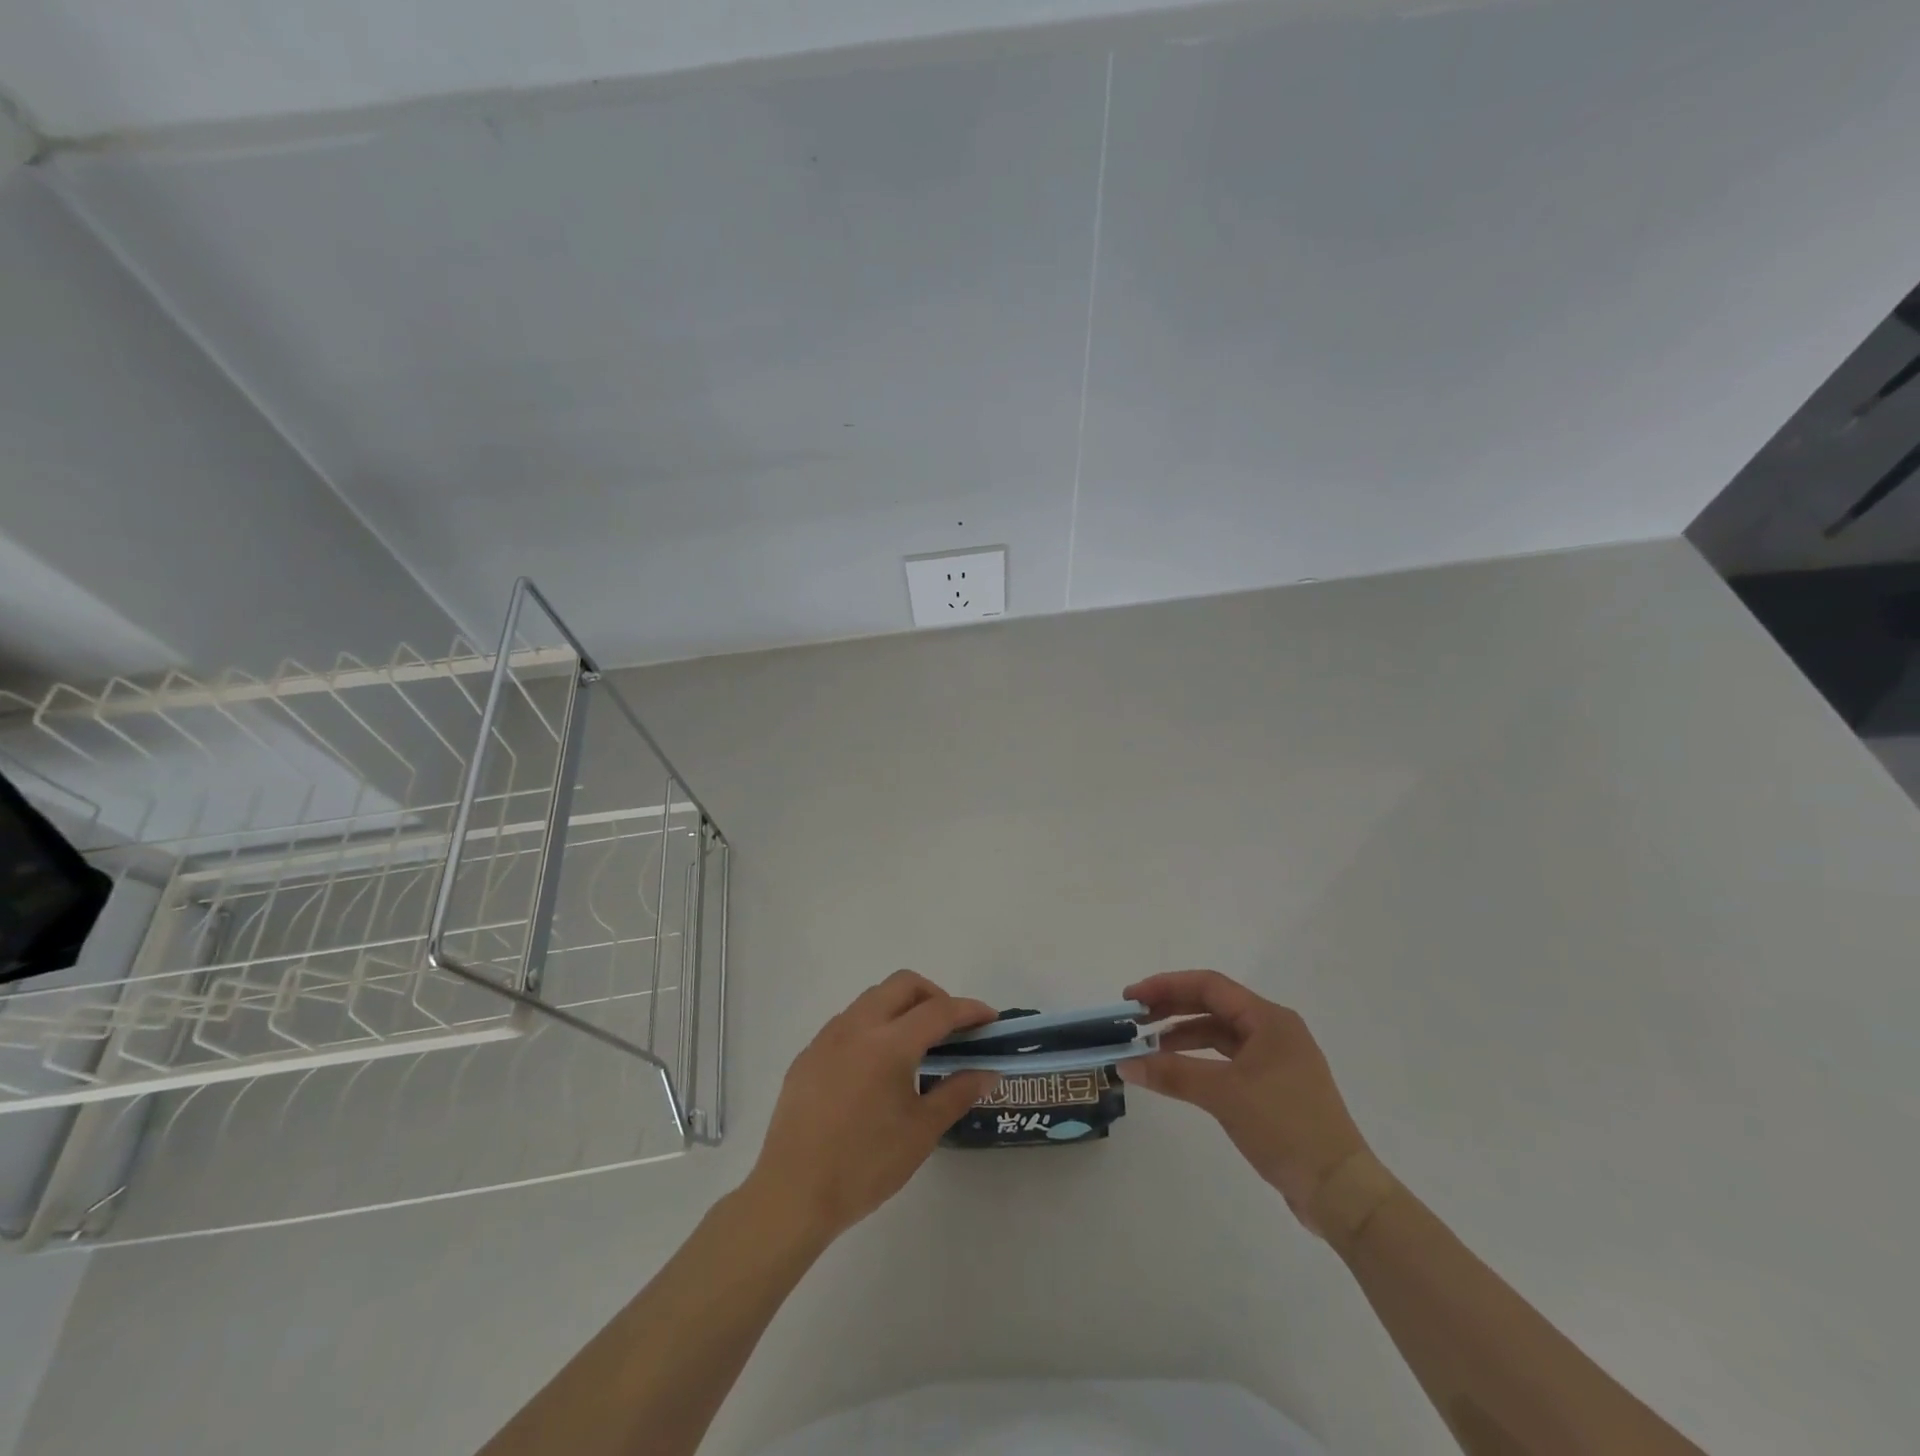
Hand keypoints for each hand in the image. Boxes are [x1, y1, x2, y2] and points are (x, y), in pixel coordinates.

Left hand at [746, 971, 999, 1242]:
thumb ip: (957, 1093)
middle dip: (934, 995)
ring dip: (901, 1006)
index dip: (969, 1010)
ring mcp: (827, 1037)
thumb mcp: (921, 1132)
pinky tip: (876, 1065)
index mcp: (889, 1044)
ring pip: (872, 998)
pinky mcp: (808, 1054)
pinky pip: (848, 1021)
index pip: (939, 1010)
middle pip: (903, 985)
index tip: (990, 1018)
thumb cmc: (864, 1165)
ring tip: (916, 1044)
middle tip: (952, 1027)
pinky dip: (873, 1025)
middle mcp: (857, 1027)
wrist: (792, 1194)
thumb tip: (987, 1072)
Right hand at [1120, 970, 1369, 1227]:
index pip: (1209, 986)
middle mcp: (1274, 1030)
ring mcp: (1276, 1060)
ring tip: (1148, 1048)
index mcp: (1269, 1019)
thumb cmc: (1285, 1127)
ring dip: (1183, 1036)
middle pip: (1213, 1006)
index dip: (1166, 986)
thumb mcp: (1223, 1095)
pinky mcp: (1275, 1087)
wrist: (1341, 1190)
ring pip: (1220, 1034)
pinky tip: (1178, 1072)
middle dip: (1171, 1008)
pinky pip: (1229, 1059)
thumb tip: (1124, 1063)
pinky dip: (1200, 1060)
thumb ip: (1172, 1073)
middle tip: (1133, 1019)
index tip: (1131, 998)